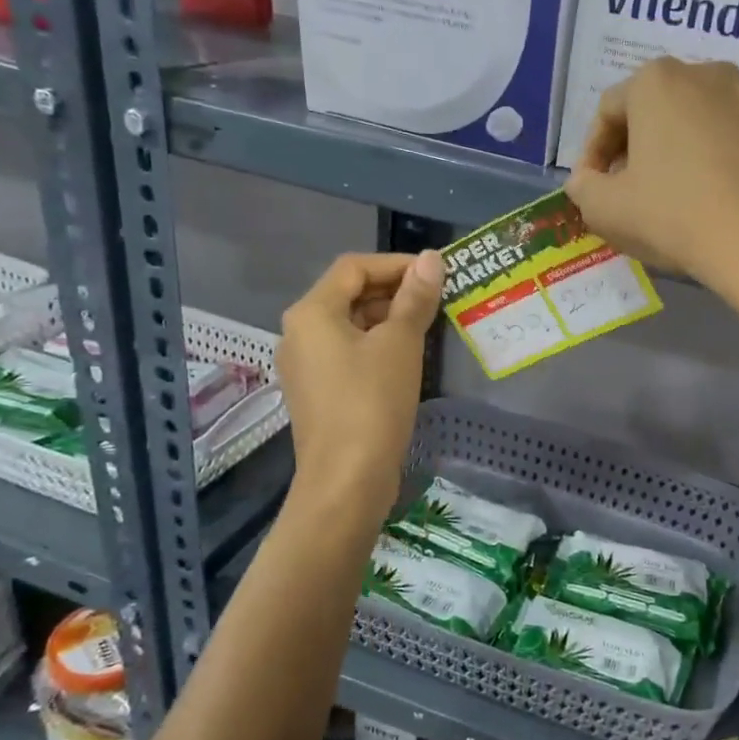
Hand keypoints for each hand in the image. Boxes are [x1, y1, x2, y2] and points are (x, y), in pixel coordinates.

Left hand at [276, 251, 442, 511]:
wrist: (346, 481)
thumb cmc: (372, 402)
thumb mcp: (400, 344)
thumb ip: (415, 298)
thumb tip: (431, 259)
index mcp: (312, 312)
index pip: (354, 267)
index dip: (397, 264)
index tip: (436, 273)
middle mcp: (300, 333)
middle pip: (349, 294)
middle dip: (394, 291)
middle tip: (438, 299)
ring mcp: (306, 366)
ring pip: (350, 326)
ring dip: (388, 319)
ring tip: (429, 326)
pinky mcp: (318, 393)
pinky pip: (348, 354)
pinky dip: (377, 346)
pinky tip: (408, 358)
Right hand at [563, 58, 738, 312]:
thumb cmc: (674, 218)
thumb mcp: (605, 210)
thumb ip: (583, 188)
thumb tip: (587, 181)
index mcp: (657, 82)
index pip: (608, 111)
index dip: (592, 152)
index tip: (593, 188)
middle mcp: (709, 74)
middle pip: (658, 108)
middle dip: (638, 146)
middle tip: (632, 189)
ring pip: (703, 120)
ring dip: (683, 149)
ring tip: (681, 193)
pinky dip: (726, 159)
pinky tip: (723, 197)